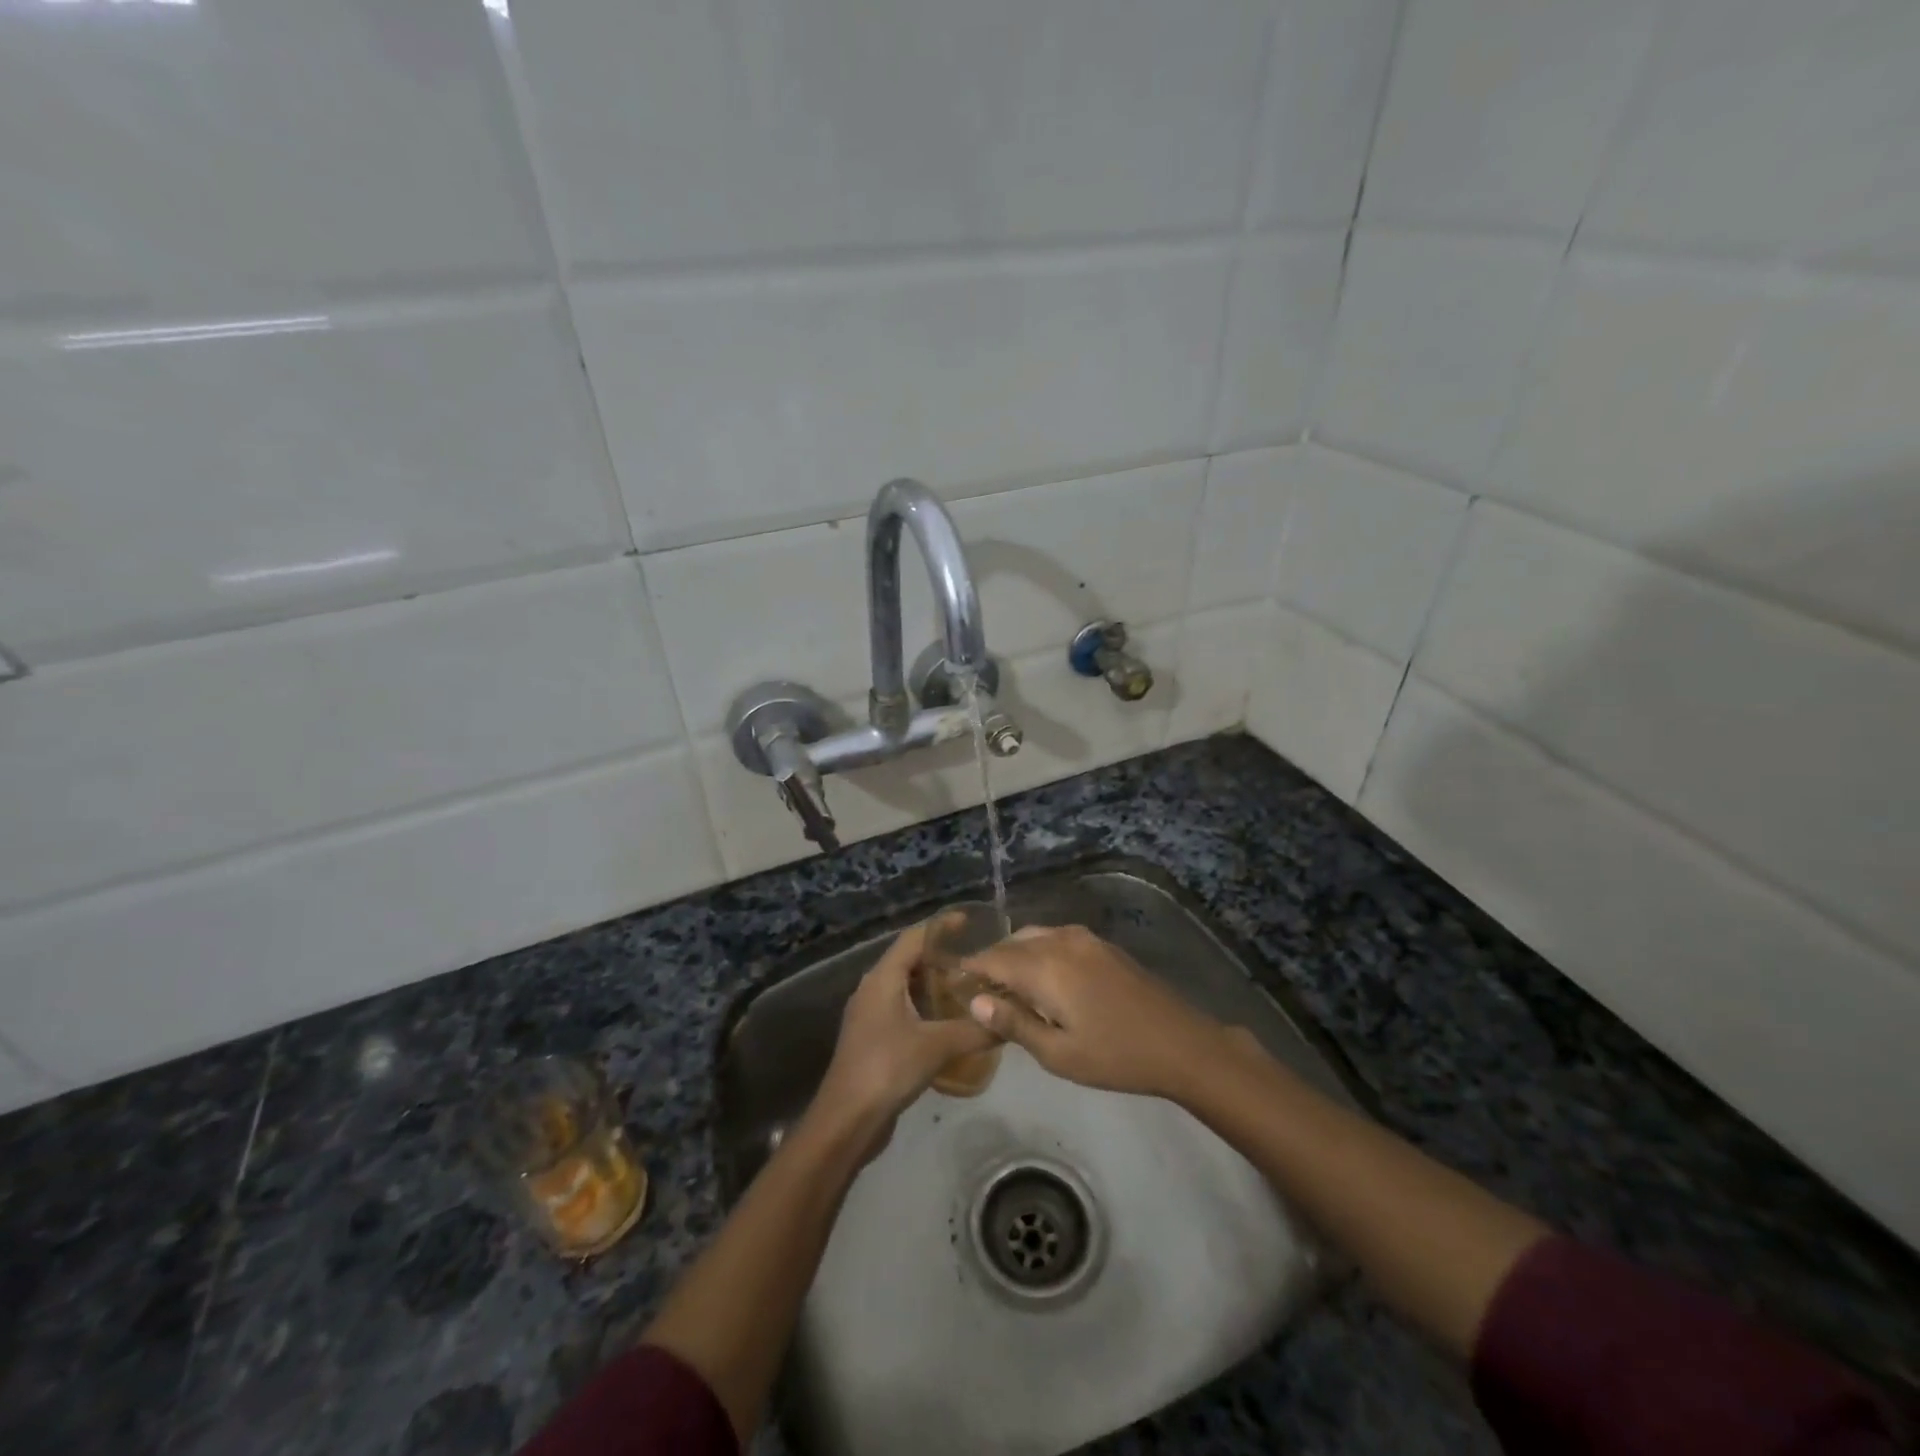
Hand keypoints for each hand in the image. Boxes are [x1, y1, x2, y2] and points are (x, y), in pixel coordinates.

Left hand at [810, 916, 998, 1135]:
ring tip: (968, 987)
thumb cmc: (887, 1069)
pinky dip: (925, 1006)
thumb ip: (975, 1030)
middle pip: (909, 959)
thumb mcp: (936, 1046)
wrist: (846, 1120)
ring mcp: (870, 1014)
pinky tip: (948, 1021)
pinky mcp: (873, 1037)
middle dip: (941, 956)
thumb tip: (1009, 1021)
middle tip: (976, 959)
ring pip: (905, 985)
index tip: (970, 922)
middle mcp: (873, 988)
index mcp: (883, 978)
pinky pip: (903, 1008)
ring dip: (933, 983)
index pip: (914, 938)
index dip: (941, 927)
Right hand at [961, 925, 1228, 1099]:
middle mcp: (1061, 941)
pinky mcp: (1103, 944)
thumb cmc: (1116, 1056)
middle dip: (992, 961)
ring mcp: (1085, 939)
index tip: (951, 981)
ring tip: (1008, 987)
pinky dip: (1039, 951)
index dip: (970, 968)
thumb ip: (1014, 1024)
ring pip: (1035, 936)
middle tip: (978, 990)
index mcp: (1046, 967)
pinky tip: (1043, 980)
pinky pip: (1057, 938)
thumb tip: (975, 1001)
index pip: (994, 958)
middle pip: (1013, 942)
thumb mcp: (1059, 1054)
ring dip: (1016, 955)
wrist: (1181, 1044)